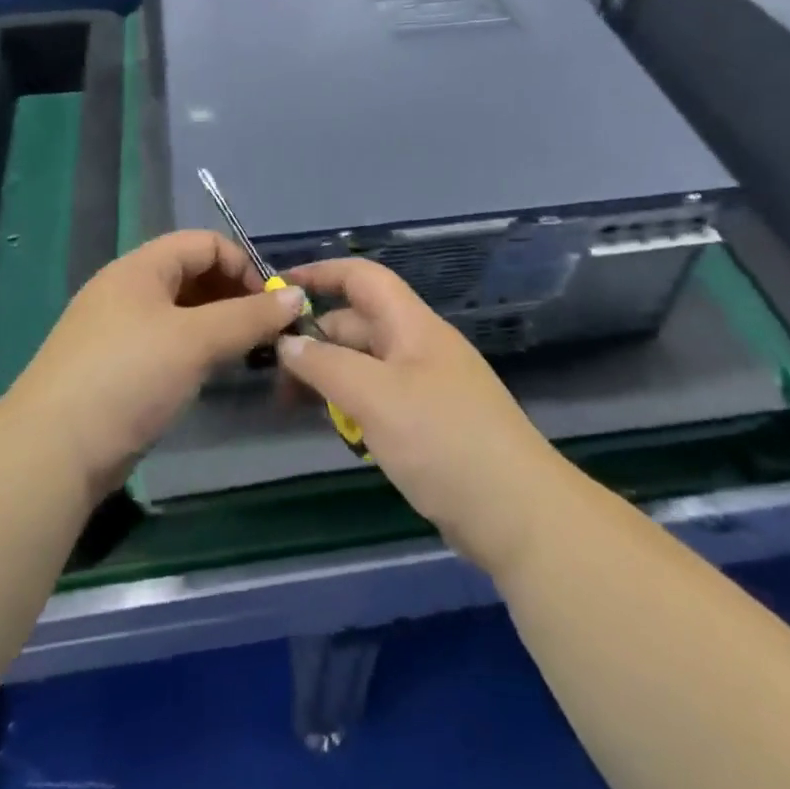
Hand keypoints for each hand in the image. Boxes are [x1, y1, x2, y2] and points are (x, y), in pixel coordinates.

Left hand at [4, 230, 306, 498]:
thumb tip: (297, 296)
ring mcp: (117, 329)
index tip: (270, 305)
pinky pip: (165, 342)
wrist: (52, 451)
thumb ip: (249, 317)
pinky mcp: (114, 367)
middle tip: (263, 333)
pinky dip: (194, 349)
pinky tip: (208, 374)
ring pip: (180, 312)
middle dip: (233, 296)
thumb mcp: (196, 341)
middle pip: (192, 274)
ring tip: (244, 354)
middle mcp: (127, 290)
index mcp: (140, 268)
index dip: (243, 265)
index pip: (204, 243)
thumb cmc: (129, 376)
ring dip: (217, 325)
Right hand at [280, 258, 573, 577]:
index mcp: (413, 326)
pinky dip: (352, 404)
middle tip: (271, 370)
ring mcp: (426, 387)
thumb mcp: (377, 397)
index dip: (322, 274)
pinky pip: (380, 399)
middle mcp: (419, 348)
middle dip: (315, 337)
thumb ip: (327, 365)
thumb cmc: (443, 441)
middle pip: (359, 324)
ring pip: (366, 365)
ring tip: (292, 403)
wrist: (518, 515)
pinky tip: (336, 428)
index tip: (279, 287)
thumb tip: (287, 343)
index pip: (363, 278)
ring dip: (330, 375)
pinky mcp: (429, 425)